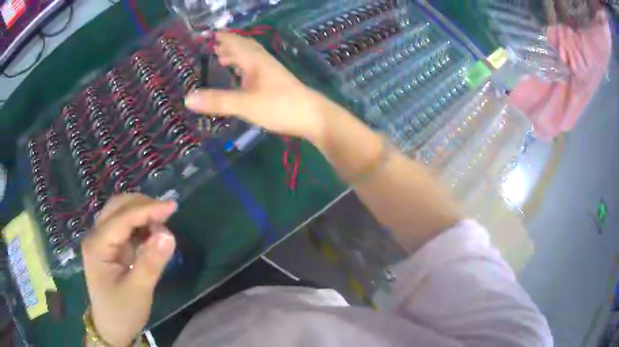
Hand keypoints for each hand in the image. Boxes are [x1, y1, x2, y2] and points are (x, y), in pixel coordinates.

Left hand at [82, 194, 176, 346]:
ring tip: (161, 223)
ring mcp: (101, 240)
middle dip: (143, 205)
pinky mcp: (109, 246)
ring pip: (120, 212)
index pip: (122, 218)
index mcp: (97, 245)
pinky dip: (139, 224)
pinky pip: (124, 226)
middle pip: (117, 207)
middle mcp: (96, 236)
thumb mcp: (138, 292)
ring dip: (141, 212)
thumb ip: (151, 263)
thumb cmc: (121, 312)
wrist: (110, 327)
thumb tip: (168, 235)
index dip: (147, 209)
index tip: (172, 207)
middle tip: (167, 213)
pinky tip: (150, 232)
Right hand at [185, 32, 334, 143]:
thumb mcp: (245, 104)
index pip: (234, 41)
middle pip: (242, 46)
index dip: (220, 37)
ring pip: (249, 57)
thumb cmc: (279, 106)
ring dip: (234, 55)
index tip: (205, 35)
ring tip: (220, 59)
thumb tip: (187, 99)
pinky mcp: (274, 82)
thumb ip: (217, 101)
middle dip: (226, 44)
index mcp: (254, 59)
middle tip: (210, 47)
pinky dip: (242, 67)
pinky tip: (239, 77)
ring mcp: (269, 71)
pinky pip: (253, 68)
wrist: (312, 116)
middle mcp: (262, 61)